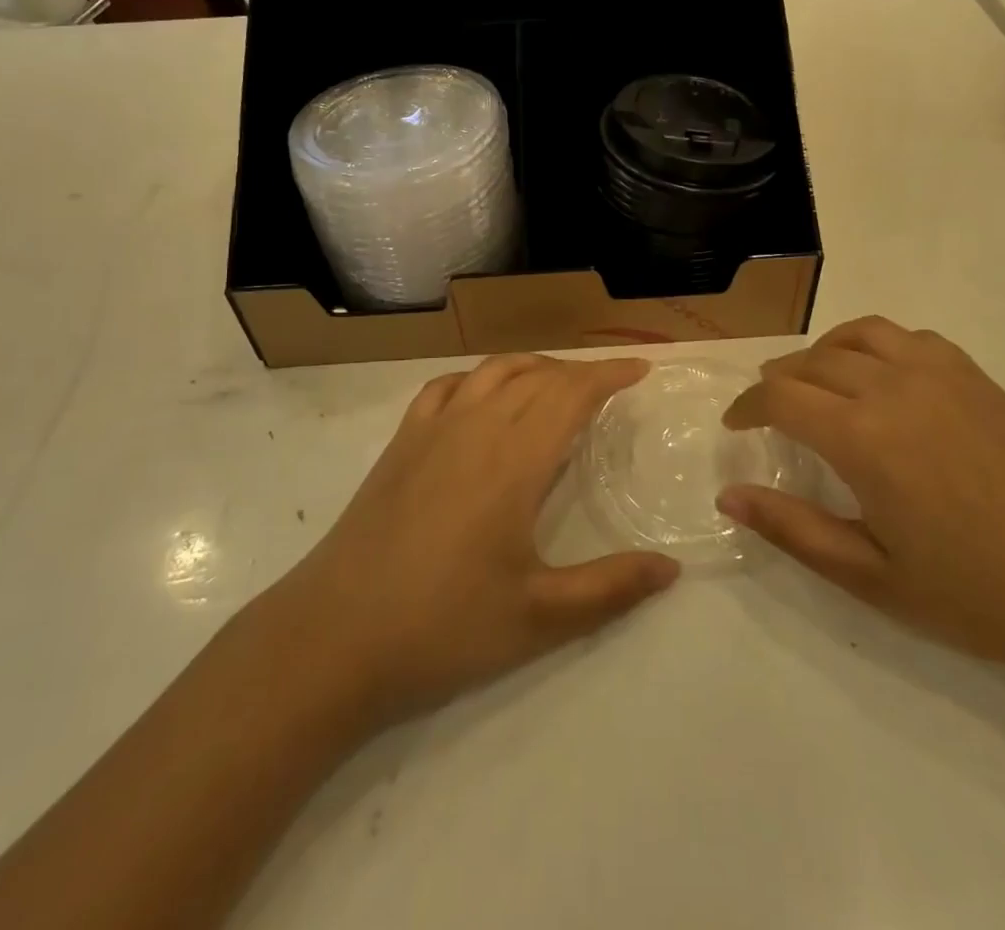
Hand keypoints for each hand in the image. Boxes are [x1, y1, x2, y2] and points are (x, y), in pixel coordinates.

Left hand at [248, 354, 679, 732]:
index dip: (609, 375)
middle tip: (608, 386)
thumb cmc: (443, 626)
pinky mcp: (400, 443)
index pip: (572, 393)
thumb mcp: (539, 618)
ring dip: (533, 367)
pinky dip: (478, 378)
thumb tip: (671, 567)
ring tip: (556, 384)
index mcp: (515, 459)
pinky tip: (482, 398)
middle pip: (538, 376)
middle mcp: (477, 426)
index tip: (639, 370)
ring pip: (492, 372)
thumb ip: (611, 589)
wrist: (333, 637)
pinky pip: (446, 387)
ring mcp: (432, 430)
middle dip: (579, 372)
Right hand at [718, 317, 1004, 679]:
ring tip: (814, 378)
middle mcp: (894, 388)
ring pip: (860, 334)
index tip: (736, 423)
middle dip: (779, 379)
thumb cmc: (972, 594)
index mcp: (862, 437)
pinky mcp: (976, 377)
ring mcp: (941, 374)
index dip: (748, 405)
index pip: (781, 396)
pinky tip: (880, 376)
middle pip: (814, 361)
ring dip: (824, 351)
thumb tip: (728, 496)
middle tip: (767, 406)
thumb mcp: (869, 575)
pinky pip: (910, 337)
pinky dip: (876, 344)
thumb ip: (792, 528)